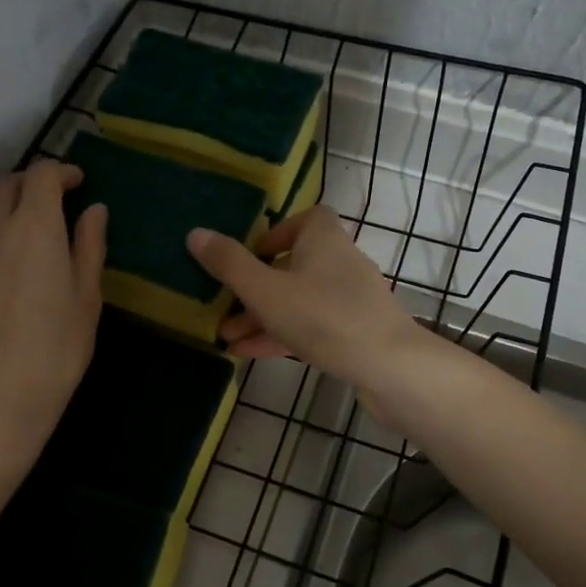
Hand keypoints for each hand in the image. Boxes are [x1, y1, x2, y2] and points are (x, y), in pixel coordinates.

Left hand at [0, 160, 105, 504]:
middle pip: (5, 184)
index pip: (42, 175)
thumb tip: (94, 210)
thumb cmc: (54, 354)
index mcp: (34, 227)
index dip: (62, 172)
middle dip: (31, 185)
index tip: (78, 184)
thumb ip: (89, 248)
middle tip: (51, 205)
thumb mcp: (86, 301)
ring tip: (11, 222)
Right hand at [186, 206, 430, 402]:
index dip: (276, 233)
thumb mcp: (266, 290)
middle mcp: (340, 263)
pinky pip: (311, 326)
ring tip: (226, 335)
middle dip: (256, 286)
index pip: (306, 219)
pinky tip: (249, 354)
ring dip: (263, 315)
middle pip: (294, 265)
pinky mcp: (355, 332)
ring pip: (298, 300)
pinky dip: (282, 335)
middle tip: (223, 304)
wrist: (390, 367)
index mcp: (324, 240)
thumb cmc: (324, 317)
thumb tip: (196, 233)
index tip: (250, 254)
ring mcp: (350, 300)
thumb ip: (230, 264)